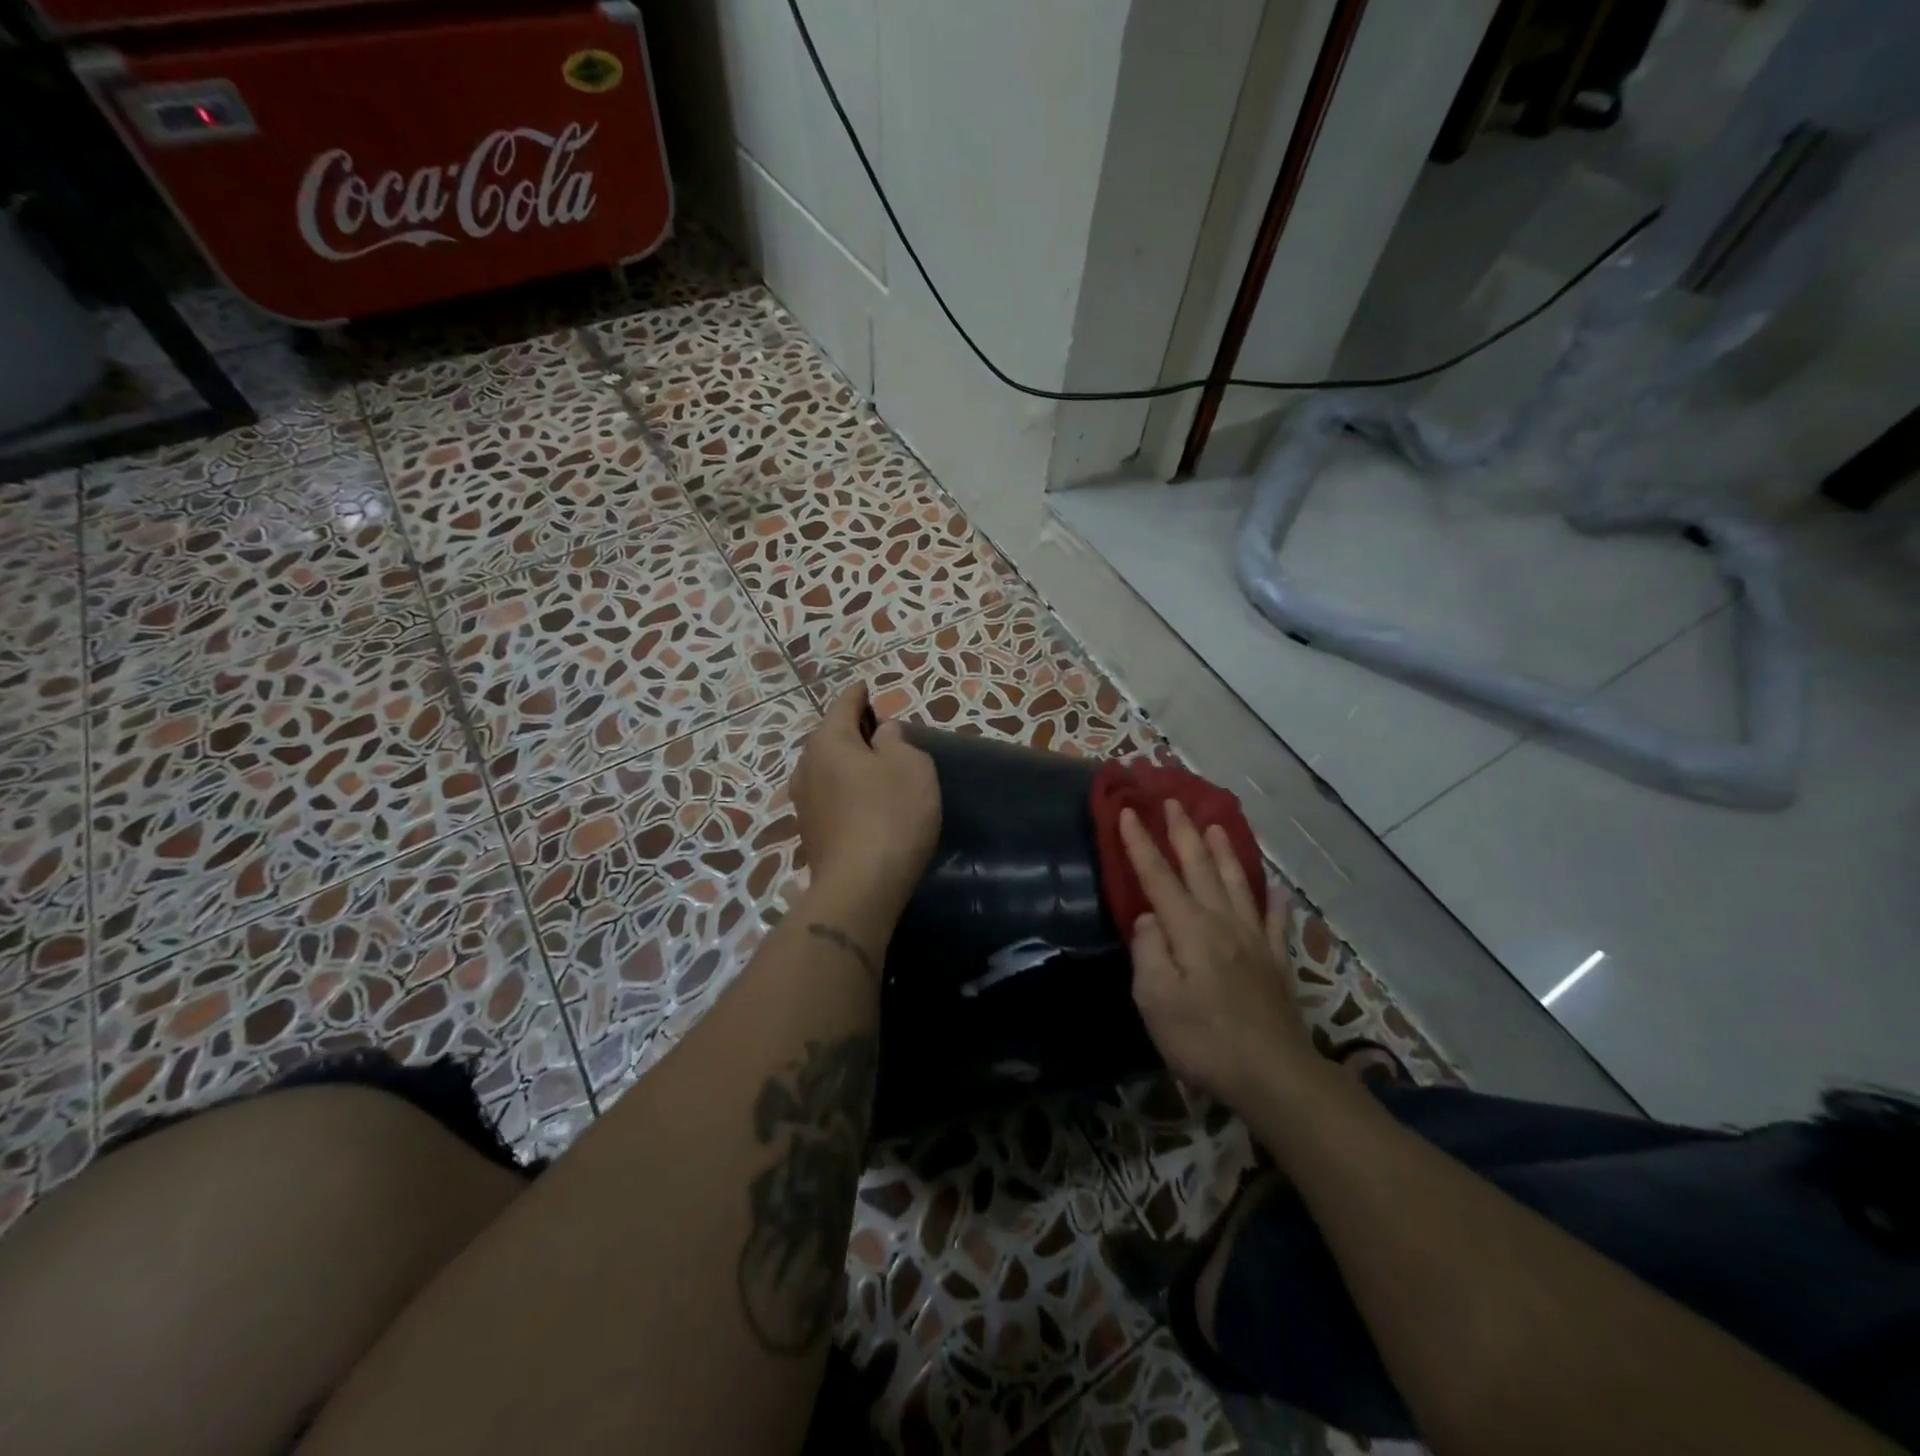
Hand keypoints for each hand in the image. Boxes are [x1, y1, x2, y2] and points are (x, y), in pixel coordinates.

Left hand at [791, 684, 941, 919]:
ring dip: (847, 764)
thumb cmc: (891, 816)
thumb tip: (883, 734)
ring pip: (827, 770)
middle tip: (878, 730)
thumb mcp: (911, 767)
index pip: (844, 705)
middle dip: (852, 731)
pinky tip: (863, 802)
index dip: (859, 695)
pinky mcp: (810, 833)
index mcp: (829, 741)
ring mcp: (803, 803)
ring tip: (873, 767)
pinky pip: (829, 797)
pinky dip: (845, 791)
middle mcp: (807, 767)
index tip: (866, 687)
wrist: (860, 888)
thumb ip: (898, 742)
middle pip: (830, 738)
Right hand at [1120, 800, 1314, 1108]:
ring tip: (1215, 825)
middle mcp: (1222, 923)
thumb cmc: (1204, 1039)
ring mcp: (1254, 939)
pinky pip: (1275, 919)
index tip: (1128, 812)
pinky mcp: (1276, 961)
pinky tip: (1277, 886)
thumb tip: (1148, 917)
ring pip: (1237, 882)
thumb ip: (1148, 951)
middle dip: (1183, 832)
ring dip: (1224, 851)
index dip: (1141, 844)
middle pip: (1200, 867)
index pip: (1159, 877)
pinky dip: (1274, 898)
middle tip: (1172, 801)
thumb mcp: (1156, 1000)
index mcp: (1190, 930)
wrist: (1274, 1075)